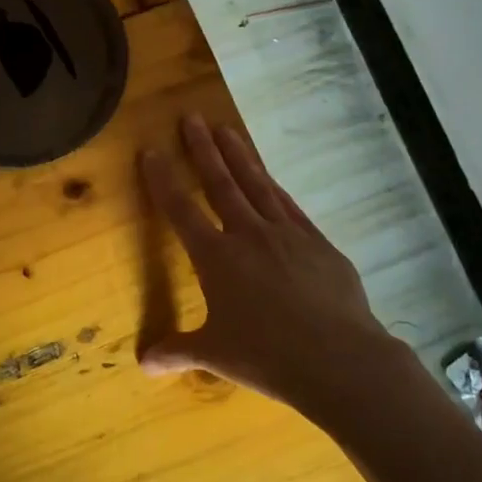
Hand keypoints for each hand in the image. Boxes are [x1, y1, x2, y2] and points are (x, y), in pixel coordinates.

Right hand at [140, 114, 400, 413]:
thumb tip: (143, 364)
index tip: (151, 150)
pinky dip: (275, 188)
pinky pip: (290, 207)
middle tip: (191, 117)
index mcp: (216, 258)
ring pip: (257, 185)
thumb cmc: (267, 356)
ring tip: (226, 129)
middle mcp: (249, 235)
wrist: (338, 359)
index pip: (181, 210)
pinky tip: (270, 178)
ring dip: (239, 156)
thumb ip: (178, 352)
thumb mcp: (215, 356)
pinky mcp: (318, 243)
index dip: (162, 180)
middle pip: (220, 184)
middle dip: (202, 150)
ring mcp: (287, 234)